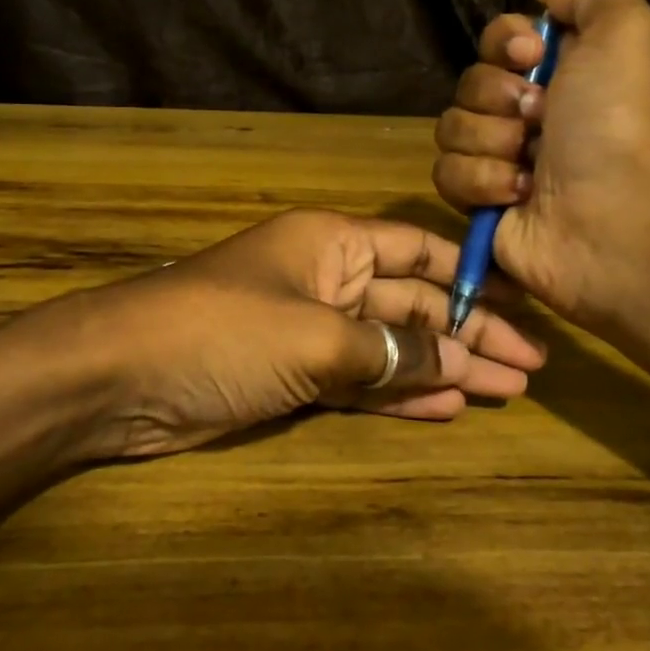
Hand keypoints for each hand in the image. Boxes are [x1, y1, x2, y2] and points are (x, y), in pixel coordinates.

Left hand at [46, 209, 546, 460]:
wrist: (121, 378)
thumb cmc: (223, 333)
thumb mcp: (315, 337)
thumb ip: (390, 352)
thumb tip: (456, 364)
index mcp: (331, 243)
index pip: (417, 252)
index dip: (470, 280)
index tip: (520, 312)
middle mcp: (325, 279)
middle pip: (411, 303)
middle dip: (466, 334)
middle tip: (528, 370)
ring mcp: (308, 331)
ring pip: (390, 346)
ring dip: (442, 367)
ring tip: (502, 391)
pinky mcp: (291, 376)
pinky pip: (360, 381)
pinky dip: (399, 394)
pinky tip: (446, 407)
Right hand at [432, 0, 649, 330]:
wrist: (610, 218)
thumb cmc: (616, 123)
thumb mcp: (628, 31)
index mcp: (559, 72)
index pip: (499, 37)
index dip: (505, 43)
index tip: (532, 57)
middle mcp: (527, 112)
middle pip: (468, 82)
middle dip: (498, 98)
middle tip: (539, 118)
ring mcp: (499, 158)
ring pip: (450, 127)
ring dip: (492, 143)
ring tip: (532, 166)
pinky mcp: (478, 201)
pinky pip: (445, 173)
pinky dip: (482, 182)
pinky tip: (518, 195)